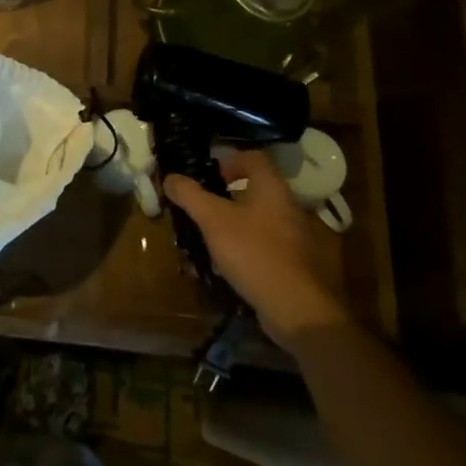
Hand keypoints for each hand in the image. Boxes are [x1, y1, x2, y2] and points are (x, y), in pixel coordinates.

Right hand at [162, 148, 345, 341]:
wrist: (295, 307)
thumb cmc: (253, 251)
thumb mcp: (213, 219)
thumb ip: (190, 195)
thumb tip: (170, 177)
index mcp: (271, 187)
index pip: (252, 157)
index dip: (228, 160)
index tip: (206, 175)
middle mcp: (286, 205)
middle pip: (254, 188)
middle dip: (224, 195)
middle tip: (200, 205)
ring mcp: (292, 235)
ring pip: (256, 218)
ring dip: (231, 222)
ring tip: (207, 235)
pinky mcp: (292, 262)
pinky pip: (262, 243)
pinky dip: (243, 246)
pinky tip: (225, 263)